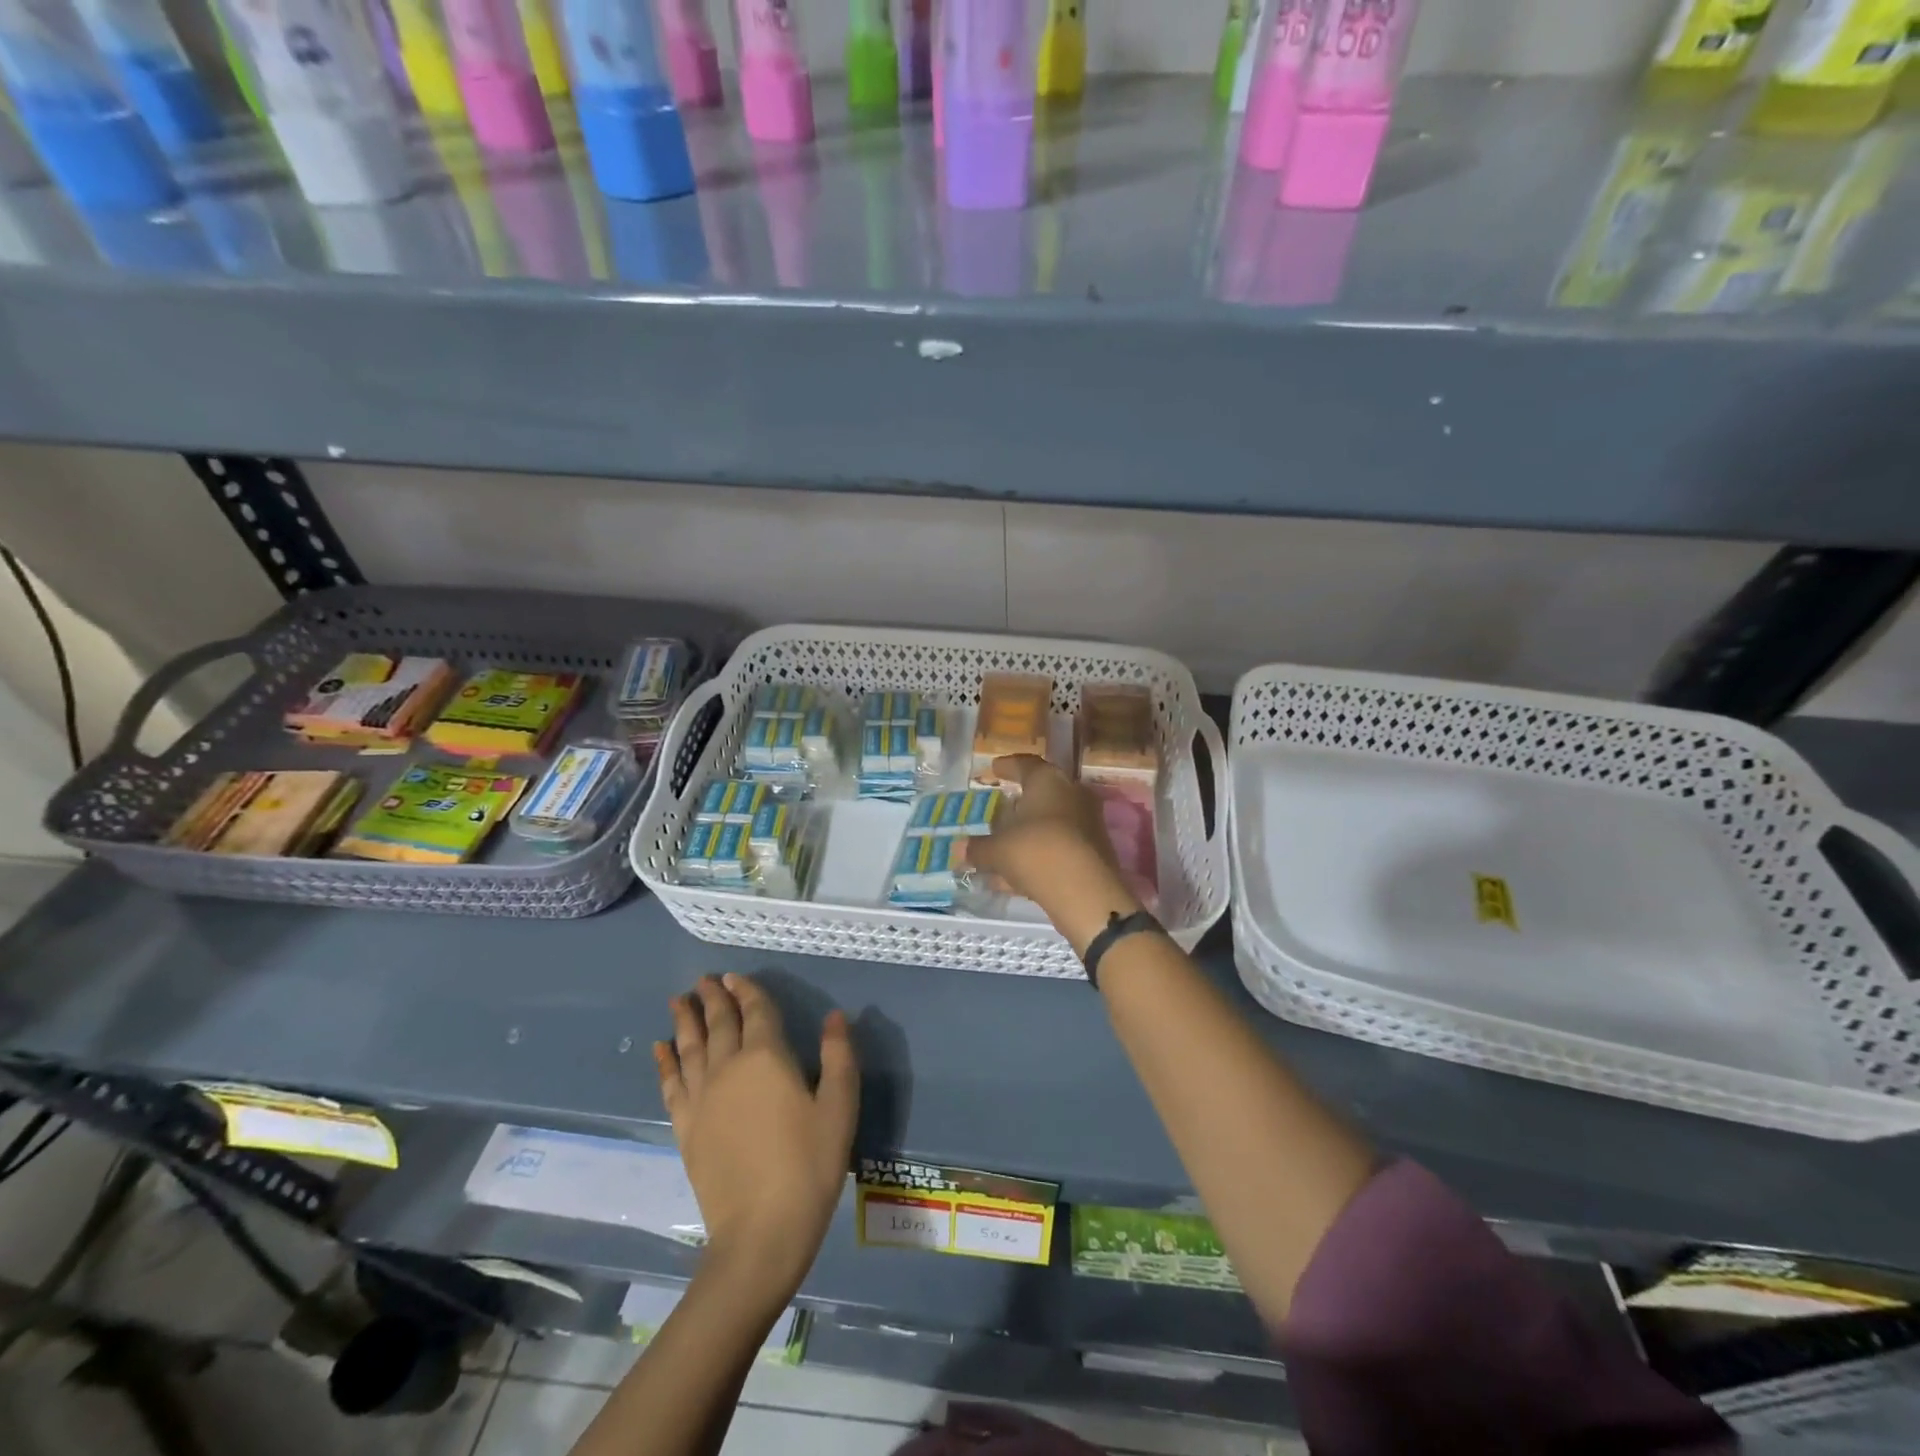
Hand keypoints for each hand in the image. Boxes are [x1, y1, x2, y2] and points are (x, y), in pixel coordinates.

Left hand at [656, 975, 858, 1298]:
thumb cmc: (809, 1165)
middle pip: (718, 1023)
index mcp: (767, 1057)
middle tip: (704, 979)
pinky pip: (671, 1084)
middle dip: (712, 998)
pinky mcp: (686, 1128)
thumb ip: (839, 1056)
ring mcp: (702, 1098)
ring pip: (690, 1047)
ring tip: (678, 1000)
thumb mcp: (839, 1107)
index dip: (746, 991)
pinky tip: (660, 1049)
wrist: (761, 1232)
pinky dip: (665, 1062)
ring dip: (685, 1020)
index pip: (755, 1011)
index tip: (733, 976)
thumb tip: (836, 1017)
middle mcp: (729, 1067)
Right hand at [968, 755, 1140, 953]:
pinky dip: (1038, 854)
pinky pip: (1058, 846)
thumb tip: (959, 848)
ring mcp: (1087, 823)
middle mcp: (1072, 794)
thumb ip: (977, 848)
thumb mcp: (997, 850)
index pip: (1026, 764)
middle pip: (1043, 792)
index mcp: (1048, 781)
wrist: (1086, 892)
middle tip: (1001, 805)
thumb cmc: (1036, 852)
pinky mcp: (1093, 852)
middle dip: (1020, 801)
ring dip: (1028, 832)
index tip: (994, 769)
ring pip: (1051, 822)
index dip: (1007, 766)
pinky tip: (1016, 875)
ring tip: (1003, 844)